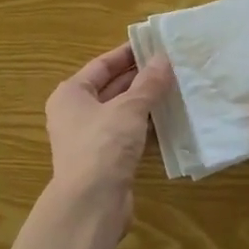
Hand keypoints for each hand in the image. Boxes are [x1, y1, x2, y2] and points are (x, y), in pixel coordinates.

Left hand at [44, 43, 173, 218]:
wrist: (91, 204)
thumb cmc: (103, 145)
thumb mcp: (129, 108)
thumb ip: (148, 83)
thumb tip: (163, 58)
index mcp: (71, 94)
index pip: (101, 65)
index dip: (128, 54)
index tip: (154, 44)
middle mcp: (75, 114)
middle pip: (111, 88)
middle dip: (140, 78)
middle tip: (172, 65)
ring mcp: (89, 139)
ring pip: (121, 113)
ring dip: (145, 103)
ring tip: (176, 89)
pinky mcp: (104, 161)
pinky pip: (127, 135)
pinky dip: (145, 127)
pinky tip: (170, 121)